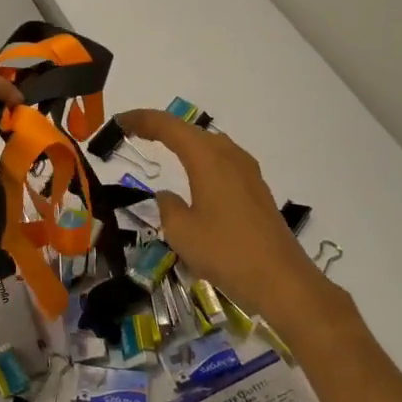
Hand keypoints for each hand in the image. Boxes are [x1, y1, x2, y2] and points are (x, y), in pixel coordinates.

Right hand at [117, 110, 348, 322]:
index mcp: (208, 158)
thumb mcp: (181, 232)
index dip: (142, 120)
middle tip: (134, 131)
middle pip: (191, 130)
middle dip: (161, 127)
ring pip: (209, 144)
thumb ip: (167, 207)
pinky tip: (195, 173)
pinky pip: (222, 161)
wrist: (282, 281)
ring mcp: (247, 173)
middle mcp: (229, 156)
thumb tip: (167, 196)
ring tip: (161, 146)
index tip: (119, 121)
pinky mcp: (256, 191)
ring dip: (184, 141)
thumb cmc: (226, 252)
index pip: (169, 127)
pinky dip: (201, 158)